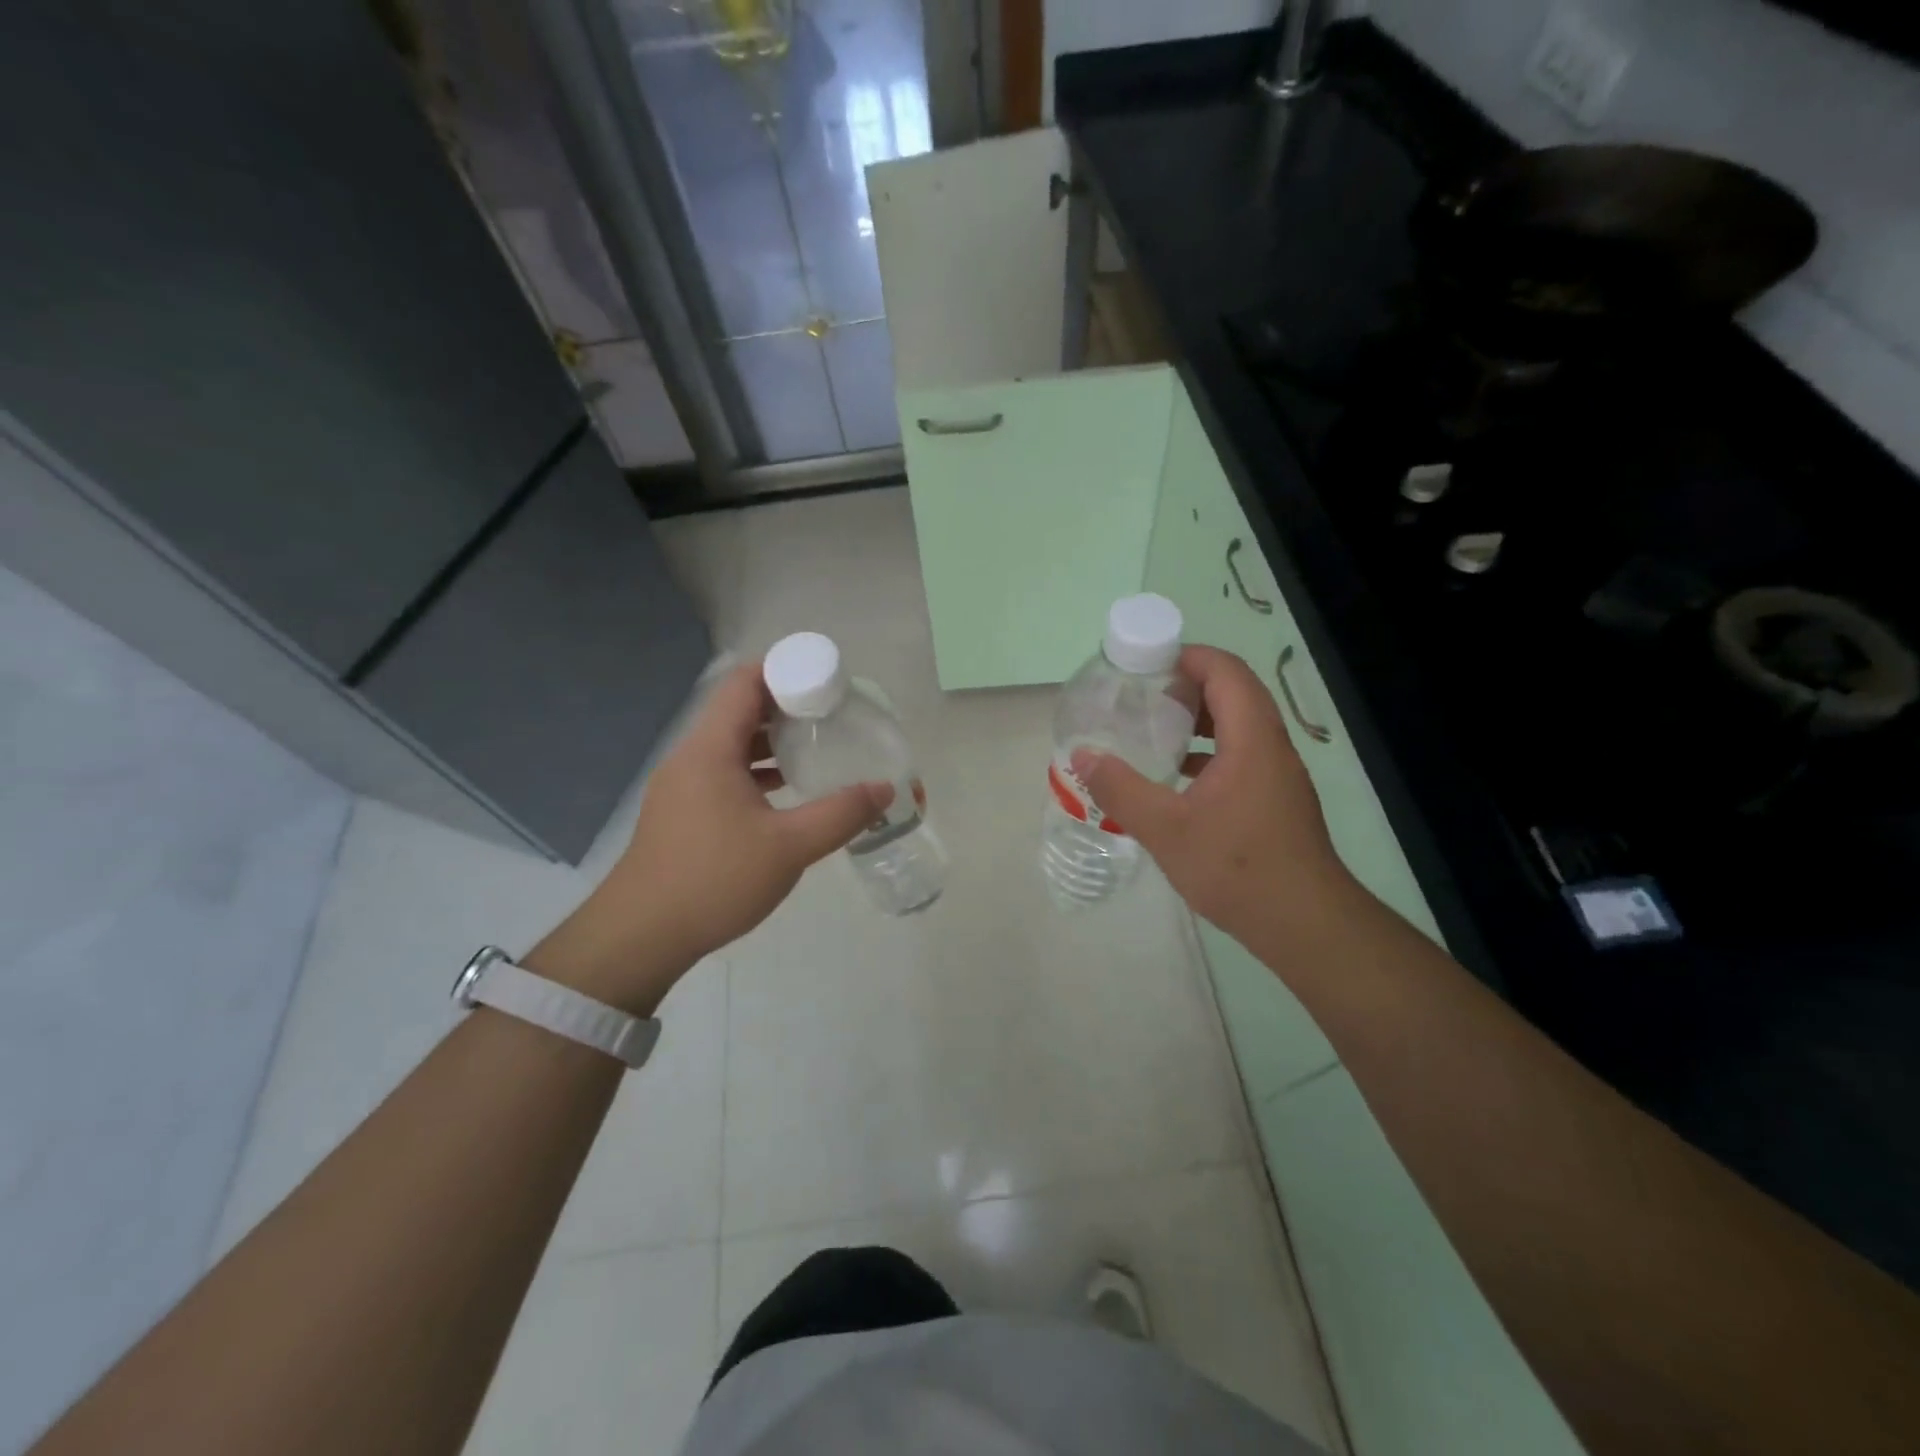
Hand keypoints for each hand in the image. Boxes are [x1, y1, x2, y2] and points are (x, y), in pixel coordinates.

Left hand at [530, 663, 889, 1012]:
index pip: (744, 683)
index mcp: (710, 750)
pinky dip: (756, 770)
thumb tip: (884, 789)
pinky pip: (724, 772)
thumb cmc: (714, 880)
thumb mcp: (789, 847)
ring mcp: (682, 785)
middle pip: (739, 709)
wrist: (641, 936)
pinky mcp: (682, 811)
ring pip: (732, 744)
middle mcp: (691, 757)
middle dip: (787, 705)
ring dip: (772, 740)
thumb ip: (840, 814)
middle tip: (833, 715)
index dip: (785, 671)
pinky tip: (787, 790)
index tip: (827, 682)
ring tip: (816, 747)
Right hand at [1073, 644, 1358, 949]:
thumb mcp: (1166, 829)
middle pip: (1235, 693)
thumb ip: (1120, 789)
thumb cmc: (1236, 868)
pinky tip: (1178, 779)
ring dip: (1200, 720)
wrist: (1304, 924)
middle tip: (1143, 696)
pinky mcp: (1277, 801)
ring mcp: (1279, 776)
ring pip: (1240, 726)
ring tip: (1156, 731)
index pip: (1226, 671)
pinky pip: (1243, 756)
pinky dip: (1210, 752)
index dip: (1189, 657)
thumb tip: (1082, 756)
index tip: (1147, 663)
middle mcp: (1272, 747)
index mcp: (1252, 740)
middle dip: (1189, 686)